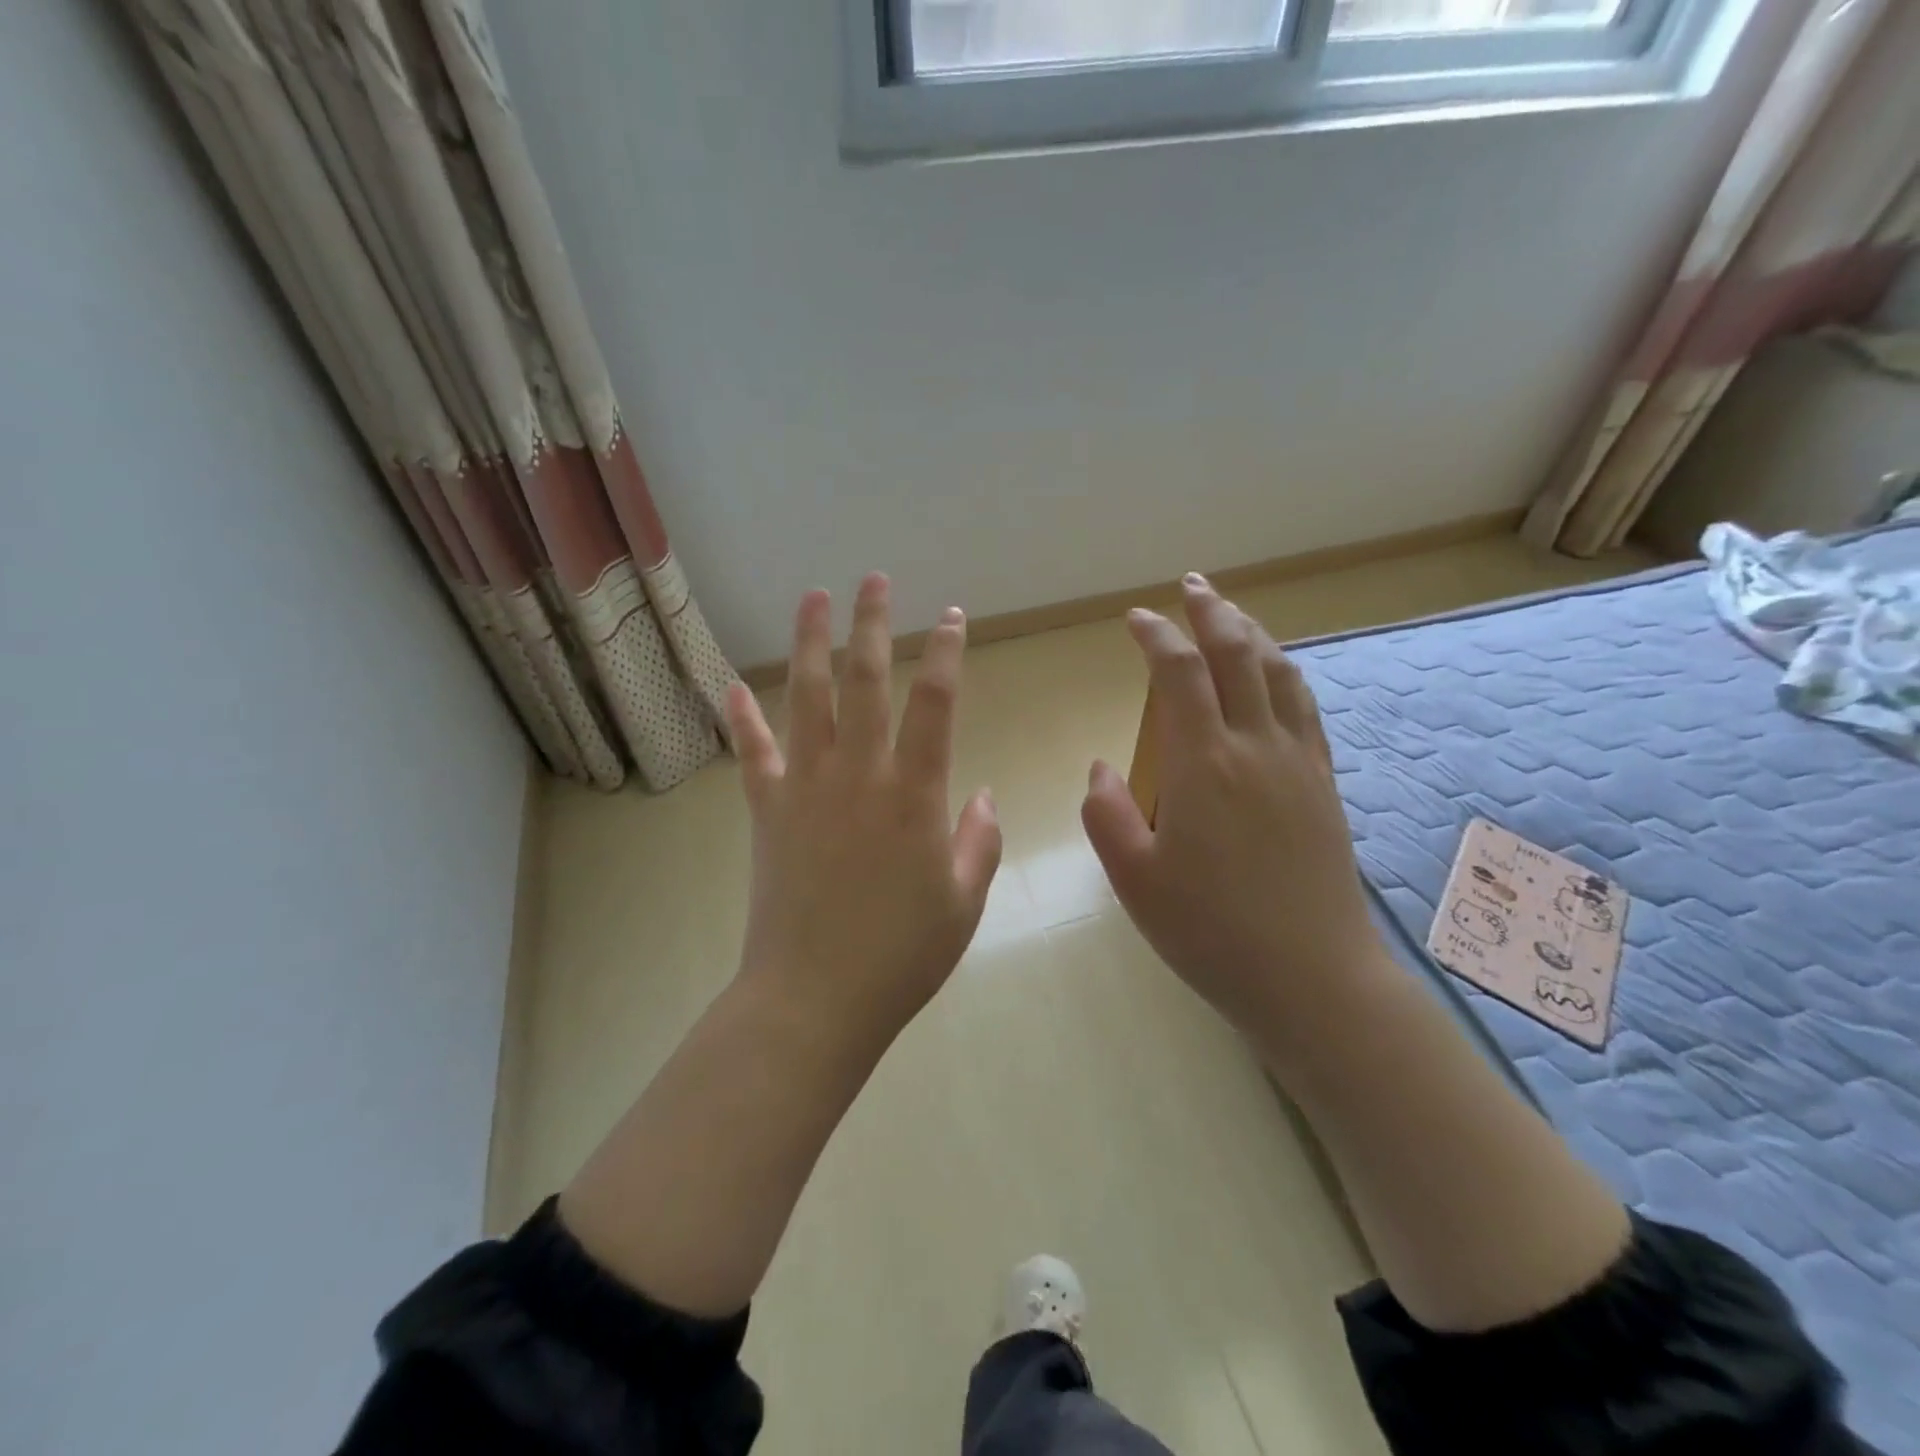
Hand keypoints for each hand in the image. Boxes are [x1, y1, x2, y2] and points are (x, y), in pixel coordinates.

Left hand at [724, 573, 1002, 1045]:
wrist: (814, 999)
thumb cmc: (900, 956)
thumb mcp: (963, 902)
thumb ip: (980, 841)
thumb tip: (985, 796)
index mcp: (914, 795)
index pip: (935, 704)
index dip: (945, 653)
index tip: (951, 616)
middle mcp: (859, 775)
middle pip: (865, 681)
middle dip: (871, 624)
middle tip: (872, 579)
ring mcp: (806, 788)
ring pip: (806, 699)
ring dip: (809, 644)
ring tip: (812, 598)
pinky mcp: (769, 811)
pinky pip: (754, 753)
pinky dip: (742, 717)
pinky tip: (731, 685)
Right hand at [1080, 574, 1385, 1062]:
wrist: (1310, 977)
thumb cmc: (1210, 931)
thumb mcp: (1134, 879)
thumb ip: (1106, 814)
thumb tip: (1102, 766)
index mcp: (1202, 764)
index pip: (1179, 673)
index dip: (1157, 636)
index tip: (1136, 619)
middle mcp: (1255, 747)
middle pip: (1238, 655)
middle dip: (1212, 612)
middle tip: (1192, 586)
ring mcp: (1297, 763)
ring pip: (1279, 674)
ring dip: (1253, 634)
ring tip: (1232, 616)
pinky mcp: (1323, 785)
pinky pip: (1306, 710)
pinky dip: (1286, 675)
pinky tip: (1277, 676)